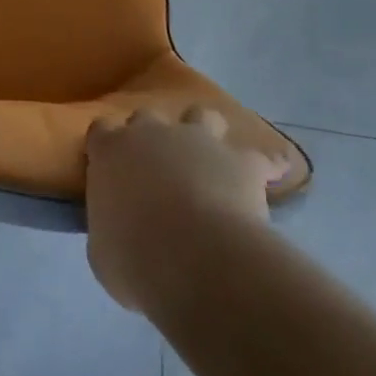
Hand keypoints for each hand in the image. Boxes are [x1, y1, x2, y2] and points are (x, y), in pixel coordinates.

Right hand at [85, 106, 291, 311]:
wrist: (193, 259)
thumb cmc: (135, 258)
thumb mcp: (103, 253)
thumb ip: (108, 230)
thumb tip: (119, 232)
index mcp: (110, 151)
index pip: (101, 132)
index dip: (108, 146)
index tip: (114, 166)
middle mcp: (151, 132)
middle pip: (147, 117)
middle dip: (153, 137)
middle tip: (159, 169)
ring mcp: (198, 140)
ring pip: (201, 115)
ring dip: (205, 132)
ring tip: (212, 158)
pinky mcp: (240, 161)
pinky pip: (261, 158)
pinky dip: (267, 166)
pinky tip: (274, 175)